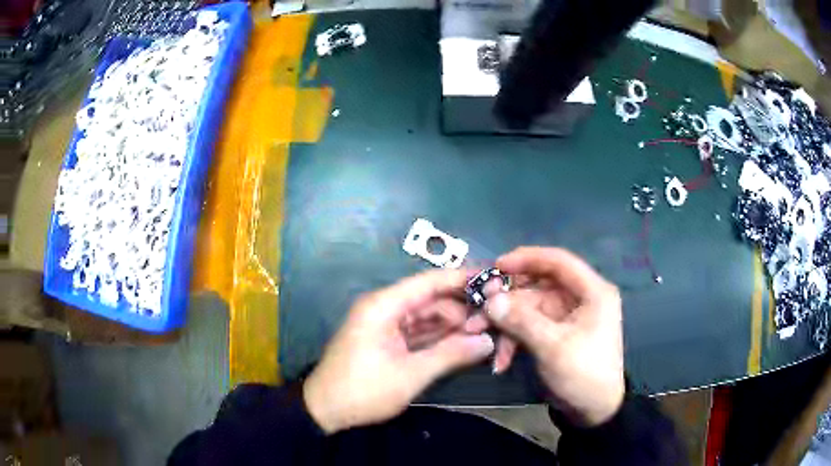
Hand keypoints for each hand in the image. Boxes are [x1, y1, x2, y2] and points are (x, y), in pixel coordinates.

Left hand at [303, 269, 494, 433]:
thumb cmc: (364, 390)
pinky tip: (462, 343)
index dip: (462, 278)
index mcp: (384, 306)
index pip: (429, 282)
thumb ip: (451, 354)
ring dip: (452, 325)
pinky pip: (418, 332)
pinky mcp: (386, 340)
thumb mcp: (411, 374)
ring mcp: (384, 325)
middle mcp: (384, 308)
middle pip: (430, 299)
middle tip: (493, 321)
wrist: (325, 410)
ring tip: (484, 333)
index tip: (493, 278)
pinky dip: (438, 337)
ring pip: (426, 317)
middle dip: (461, 309)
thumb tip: (488, 341)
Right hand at [481, 247, 624, 426]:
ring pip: (529, 308)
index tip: (497, 266)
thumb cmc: (583, 373)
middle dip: (507, 300)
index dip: (527, 258)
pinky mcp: (556, 333)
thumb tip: (490, 299)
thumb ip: (521, 321)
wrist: (593, 411)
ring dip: (505, 323)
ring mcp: (566, 316)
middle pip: (538, 286)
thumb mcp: (553, 347)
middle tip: (479, 310)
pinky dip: (514, 340)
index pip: (559, 261)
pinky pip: (529, 326)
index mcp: (592, 291)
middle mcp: (580, 298)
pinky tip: (501, 360)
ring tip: (479, 335)